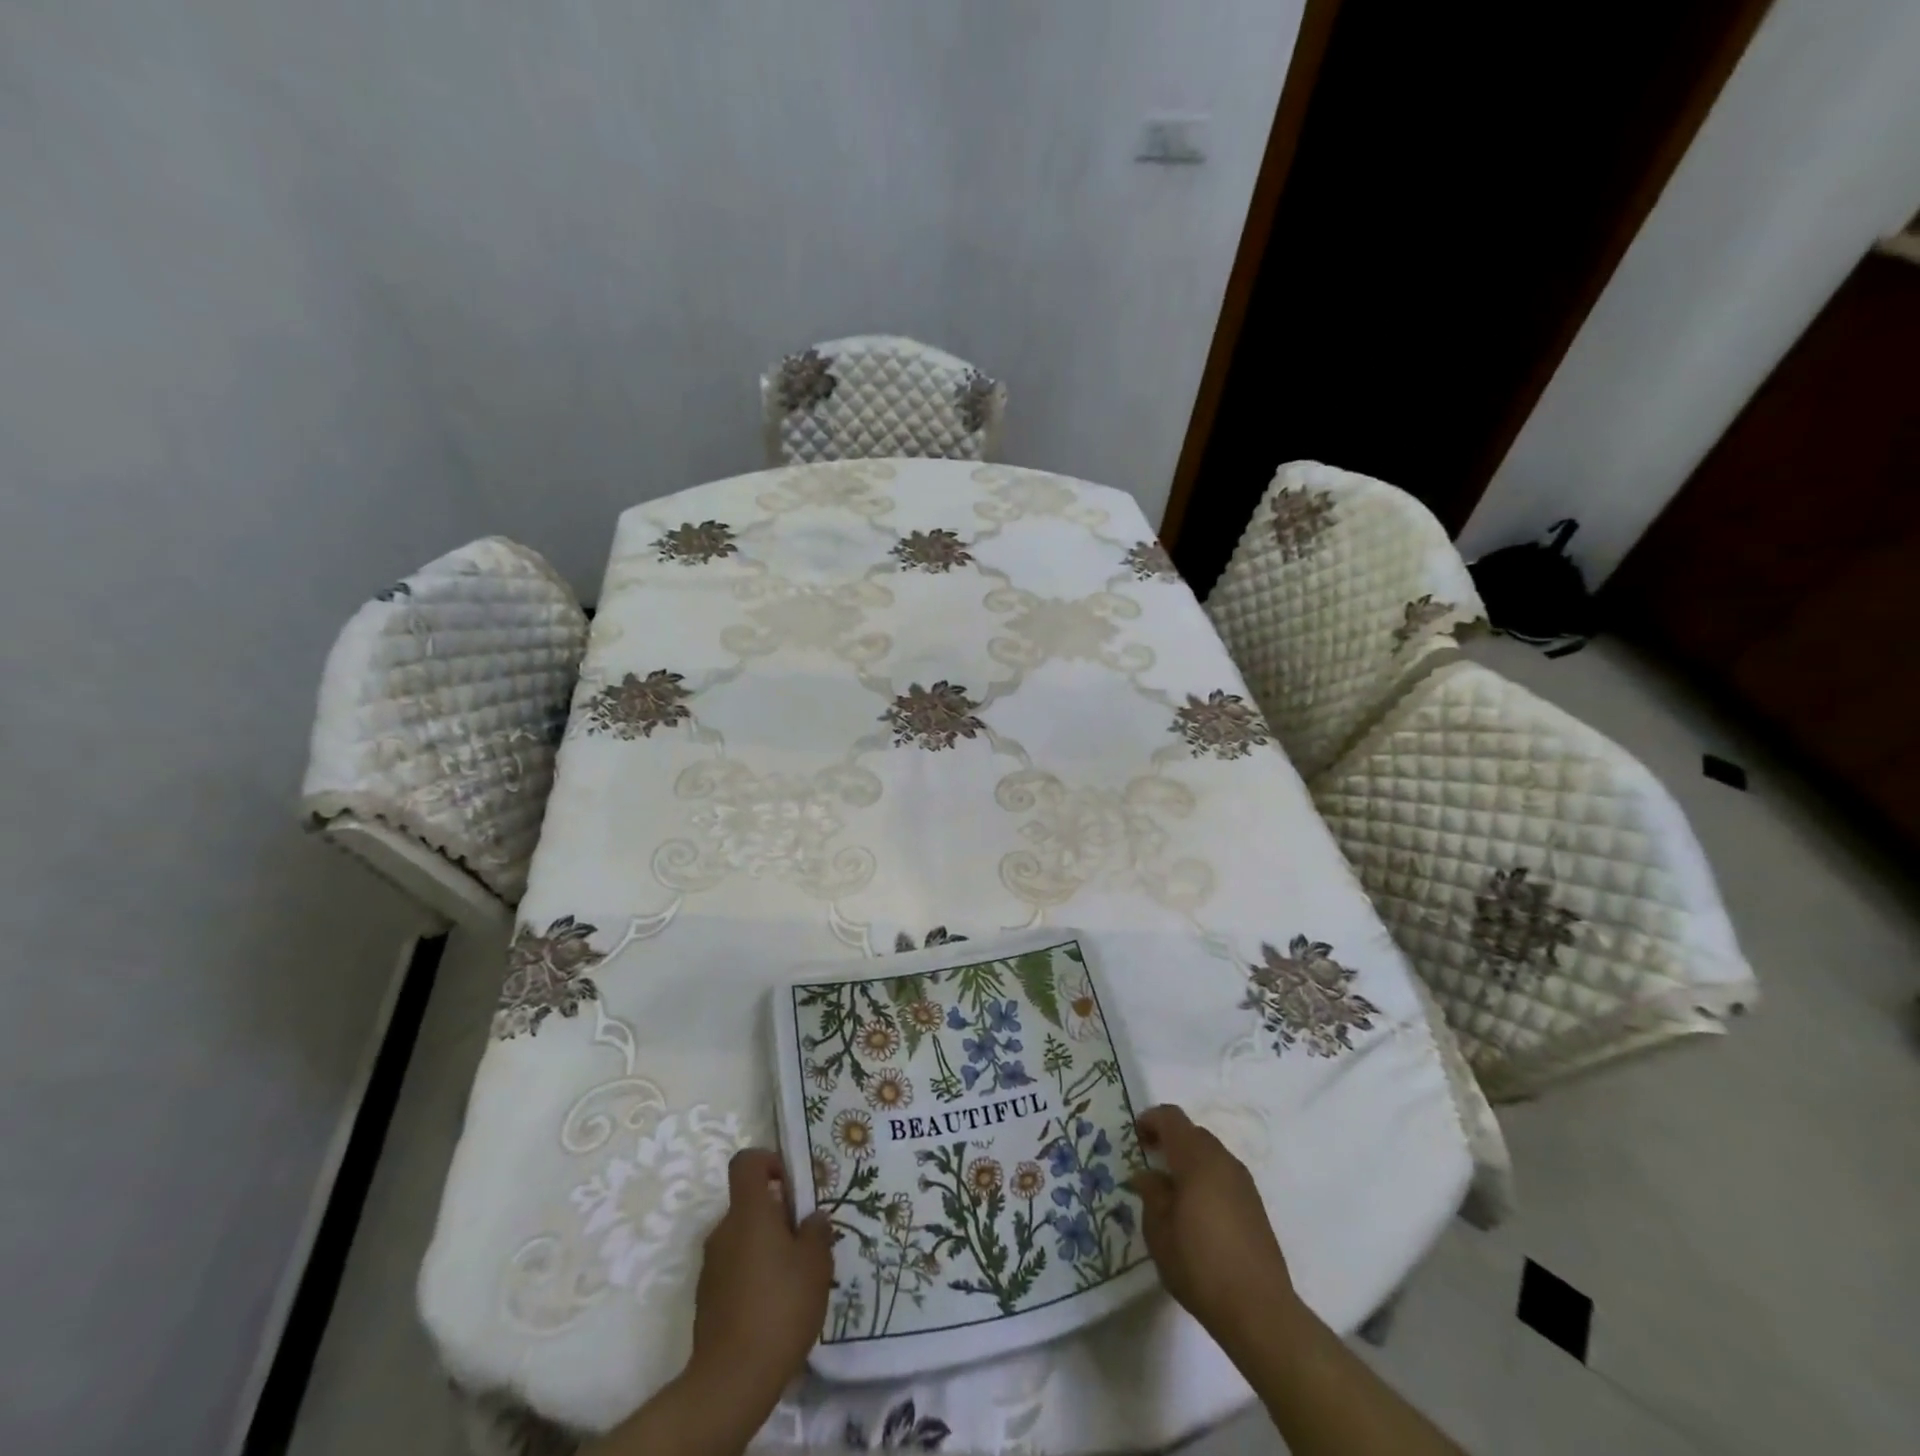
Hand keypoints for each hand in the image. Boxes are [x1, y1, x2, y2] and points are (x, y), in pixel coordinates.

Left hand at [684, 1149, 833, 1418]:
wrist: (731, 1380)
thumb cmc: (779, 1306)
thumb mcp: (816, 1264)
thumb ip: (817, 1231)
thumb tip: (812, 1218)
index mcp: (748, 1211)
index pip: (746, 1162)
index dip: (769, 1162)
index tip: (791, 1185)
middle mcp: (723, 1231)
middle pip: (749, 1205)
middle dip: (778, 1216)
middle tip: (806, 1243)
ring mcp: (711, 1267)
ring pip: (743, 1240)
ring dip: (767, 1249)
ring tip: (795, 1281)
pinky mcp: (707, 1300)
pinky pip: (735, 1271)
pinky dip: (754, 1278)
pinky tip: (775, 1308)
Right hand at [1128, 1105, 1301, 1353]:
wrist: (1260, 1311)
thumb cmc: (1200, 1266)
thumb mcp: (1159, 1232)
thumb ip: (1151, 1194)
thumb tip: (1147, 1175)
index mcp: (1197, 1159)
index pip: (1171, 1118)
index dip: (1150, 1120)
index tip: (1136, 1138)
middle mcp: (1223, 1161)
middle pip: (1193, 1134)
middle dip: (1170, 1142)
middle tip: (1151, 1165)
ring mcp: (1244, 1184)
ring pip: (1211, 1155)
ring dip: (1190, 1162)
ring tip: (1173, 1193)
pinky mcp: (1256, 1206)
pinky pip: (1225, 1176)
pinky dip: (1207, 1180)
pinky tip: (1198, 1214)